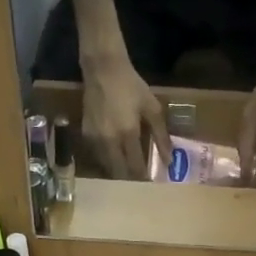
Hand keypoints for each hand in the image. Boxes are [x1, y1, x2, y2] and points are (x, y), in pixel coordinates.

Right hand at [82, 53, 169, 178]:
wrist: (103, 69)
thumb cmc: (131, 86)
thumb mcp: (152, 108)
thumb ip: (161, 135)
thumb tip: (169, 160)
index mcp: (128, 134)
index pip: (135, 166)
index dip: (143, 178)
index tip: (151, 185)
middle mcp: (109, 141)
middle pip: (118, 172)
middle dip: (129, 180)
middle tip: (138, 184)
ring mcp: (94, 139)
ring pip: (105, 167)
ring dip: (116, 172)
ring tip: (127, 174)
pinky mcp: (85, 134)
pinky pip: (96, 156)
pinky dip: (106, 161)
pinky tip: (113, 159)